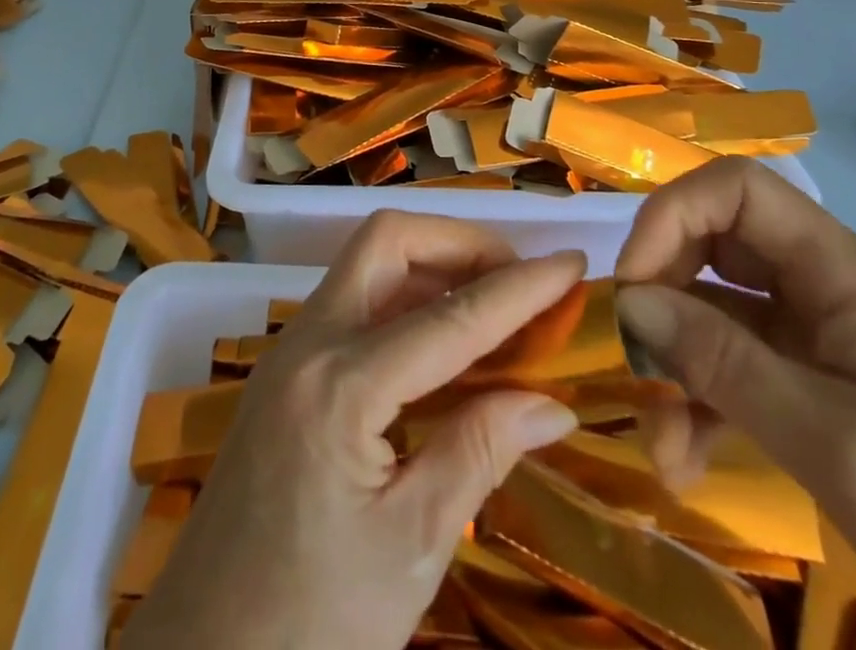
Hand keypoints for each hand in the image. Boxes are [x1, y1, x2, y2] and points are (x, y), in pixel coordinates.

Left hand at [119, 213, 584, 649]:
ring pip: (366, 264)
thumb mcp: (410, 547)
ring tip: (492, 303)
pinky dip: (403, 298)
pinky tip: (441, 341)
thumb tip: (550, 402)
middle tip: (517, 278)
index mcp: (340, 386)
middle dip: (457, 244)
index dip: (518, 287)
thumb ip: (479, 453)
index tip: (571, 262)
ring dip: (431, 266)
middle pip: (386, 243)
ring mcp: (289, 350)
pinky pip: (352, 301)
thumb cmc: (310, 622)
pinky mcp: (284, 370)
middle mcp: (308, 343)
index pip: (448, 318)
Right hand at [614, 157, 855, 649]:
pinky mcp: (819, 397)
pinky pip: (738, 374)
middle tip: (634, 364)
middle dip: (664, 301)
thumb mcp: (837, 445)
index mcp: (847, 273)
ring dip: (677, 370)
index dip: (672, 216)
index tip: (633, 286)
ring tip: (661, 447)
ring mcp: (822, 345)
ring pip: (718, 319)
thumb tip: (628, 302)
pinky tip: (685, 463)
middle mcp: (827, 291)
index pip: (738, 190)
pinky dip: (703, 407)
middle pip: (716, 249)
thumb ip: (724, 364)